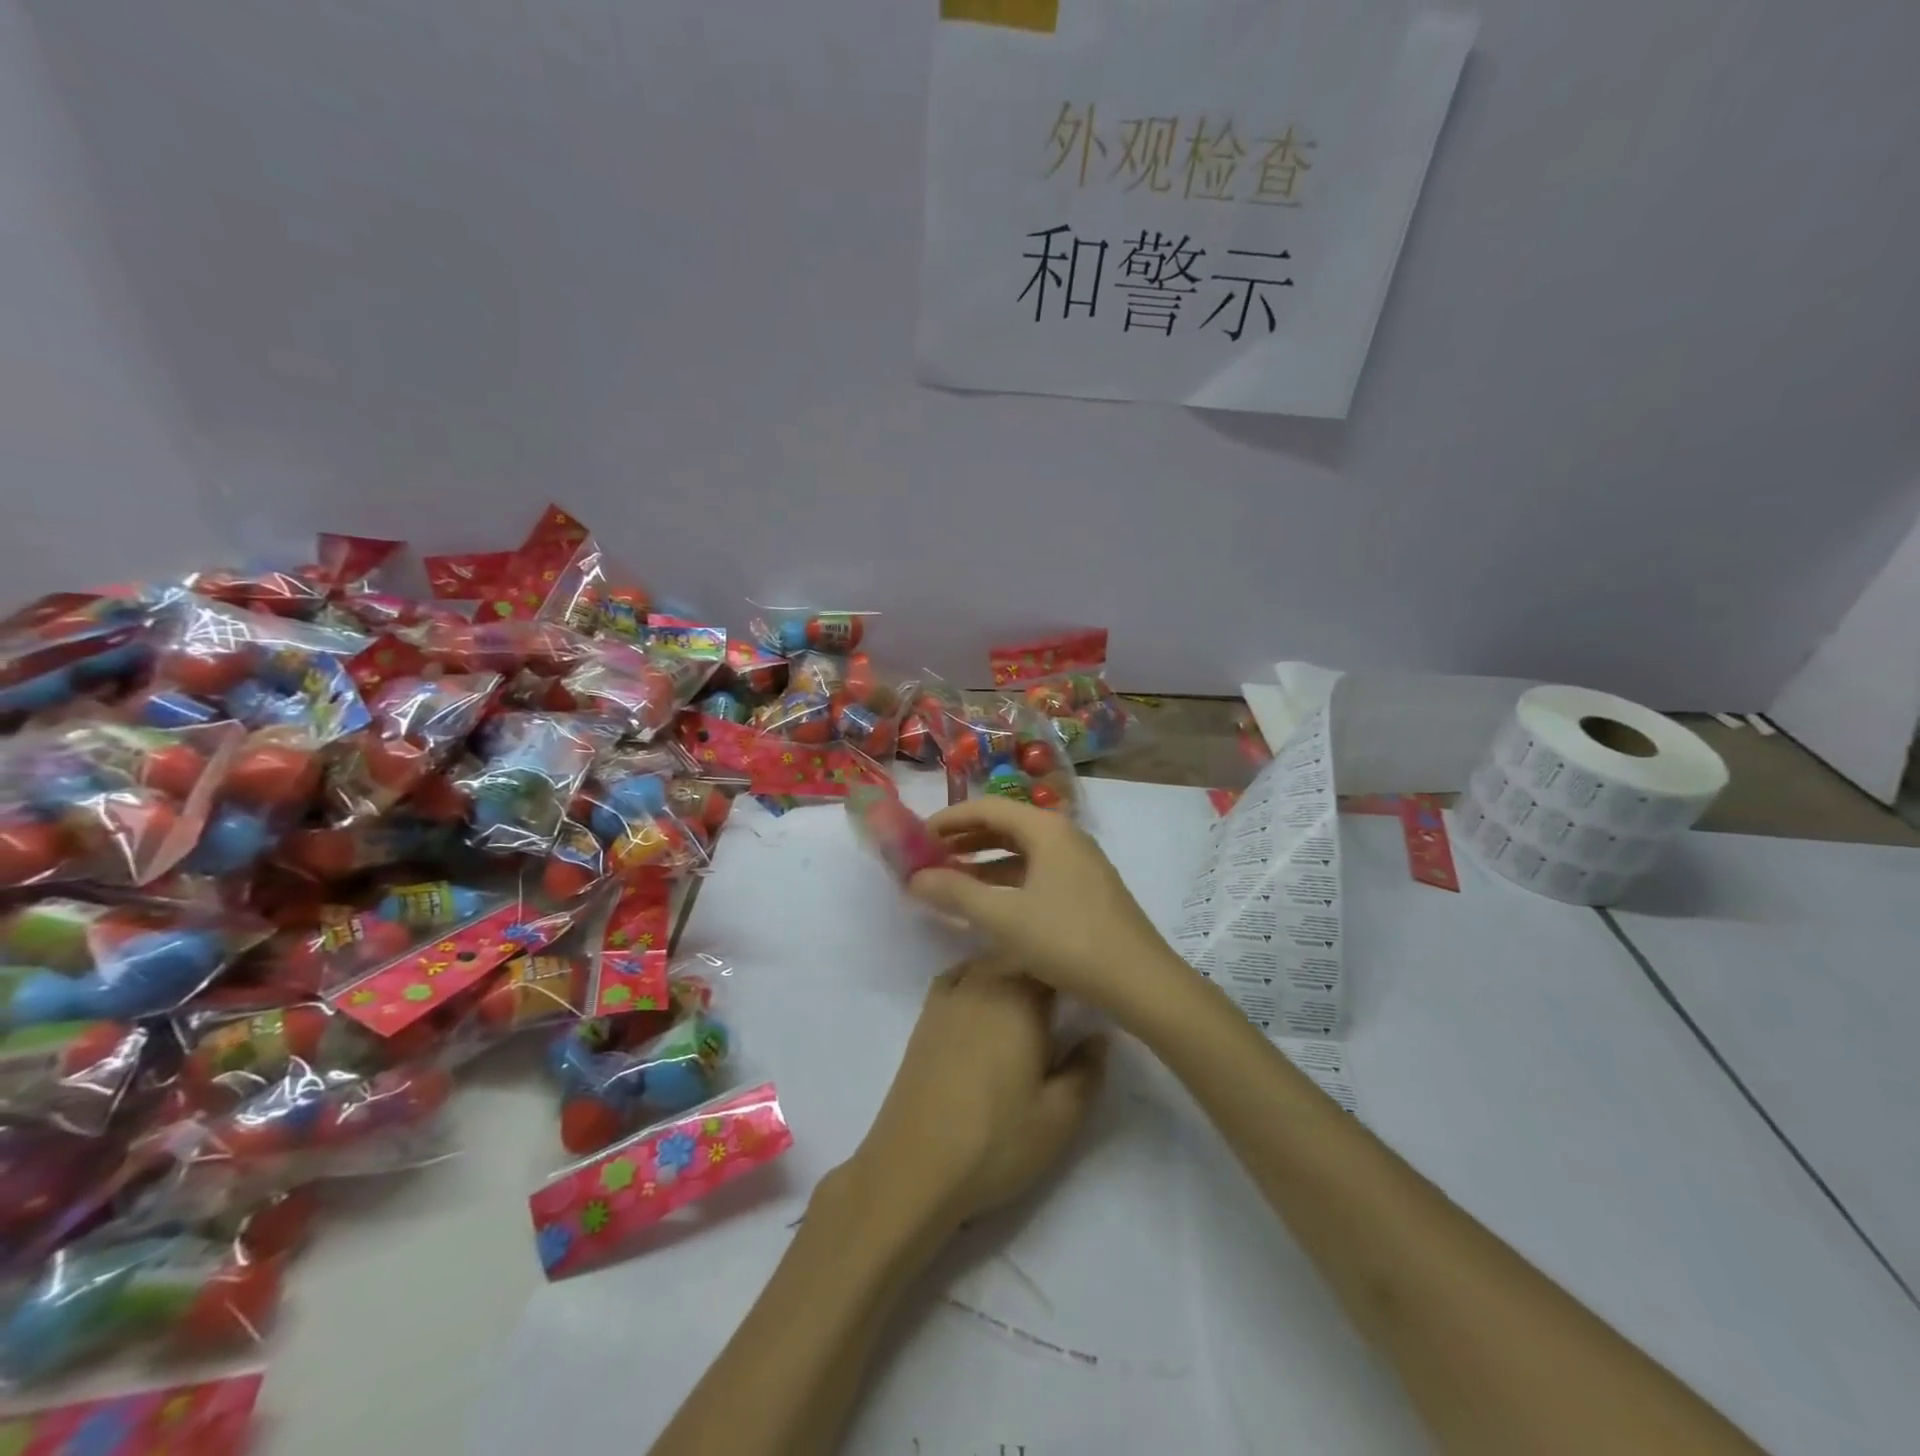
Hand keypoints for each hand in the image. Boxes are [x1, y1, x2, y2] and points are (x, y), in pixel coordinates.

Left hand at [848, 956, 1105, 1233]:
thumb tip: (1098, 1035)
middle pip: (1020, 955)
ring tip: (1032, 999)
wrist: (915, 1165)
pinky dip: (978, 978)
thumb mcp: (1060, 1117)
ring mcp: (950, 995)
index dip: (1076, 969)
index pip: (1054, 962)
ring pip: (989, 963)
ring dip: (1012, 970)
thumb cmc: (996, 1141)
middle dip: (1046, 967)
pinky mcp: (926, 1014)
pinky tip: (986, 1001)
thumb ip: (1087, 1070)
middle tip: (1069, 996)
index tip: (1094, 986)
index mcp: (1020, 998)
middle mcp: (983, 982)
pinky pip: (959, 976)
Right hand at [907, 797, 1193, 1016]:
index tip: (916, 837)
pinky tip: (988, 903)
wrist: (1140, 982)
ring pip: (1020, 851)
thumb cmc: (1068, 940)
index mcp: (1046, 828)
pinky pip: (1035, 871)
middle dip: (964, 839)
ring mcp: (1079, 862)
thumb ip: (955, 893)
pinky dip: (1006, 880)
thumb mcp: (1004, 918)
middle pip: (1005, 825)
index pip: (987, 807)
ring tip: (950, 880)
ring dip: (983, 862)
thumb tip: (914, 878)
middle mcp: (1064, 835)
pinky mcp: (1085, 889)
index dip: (948, 819)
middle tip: (928, 858)